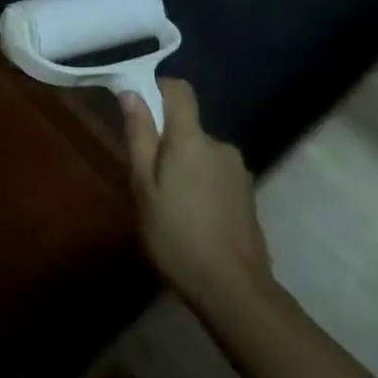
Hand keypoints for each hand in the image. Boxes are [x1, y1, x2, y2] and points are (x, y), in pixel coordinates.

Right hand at [121, 78, 271, 306]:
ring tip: (167, 204)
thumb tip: (131, 93)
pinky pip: (214, 173)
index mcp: (192, 139)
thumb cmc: (176, 235)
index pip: (180, 90)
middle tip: (146, 178)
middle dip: (165, 141)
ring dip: (183, 166)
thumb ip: (139, 137)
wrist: (233, 288)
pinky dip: (199, 184)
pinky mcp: (246, 193)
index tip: (137, 108)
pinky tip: (190, 217)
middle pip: (187, 126)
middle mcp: (220, 145)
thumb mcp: (144, 186)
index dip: (158, 89)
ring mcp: (237, 170)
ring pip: (200, 152)